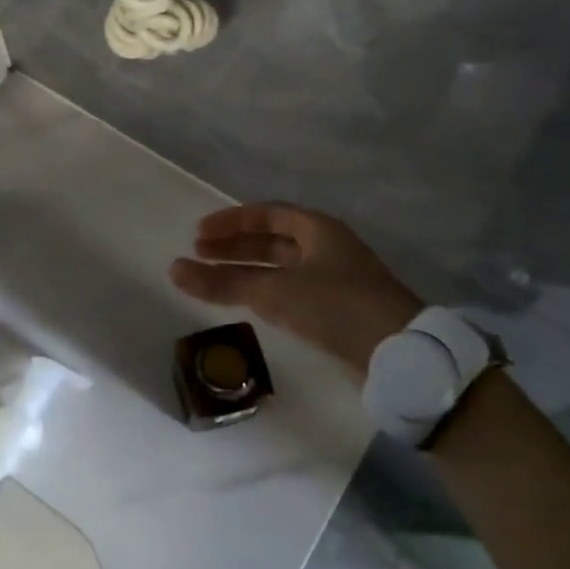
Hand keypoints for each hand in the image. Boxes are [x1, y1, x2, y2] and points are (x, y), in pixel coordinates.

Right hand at [169, 203, 423, 375]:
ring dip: (246, 272)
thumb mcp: (274, 292)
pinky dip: (264, 292)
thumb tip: (173, 270)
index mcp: (318, 229)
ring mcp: (333, 279)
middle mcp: (326, 248)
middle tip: (198, 255)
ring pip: (280, 268)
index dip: (231, 222)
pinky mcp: (335, 310)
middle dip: (234, 248)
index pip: (267, 214)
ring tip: (211, 279)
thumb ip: (223, 283)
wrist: (396, 353)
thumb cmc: (335, 306)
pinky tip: (246, 302)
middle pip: (272, 241)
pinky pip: (290, 291)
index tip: (198, 234)